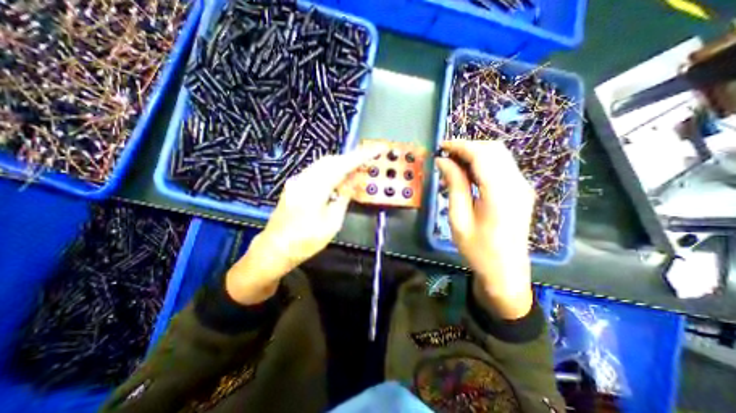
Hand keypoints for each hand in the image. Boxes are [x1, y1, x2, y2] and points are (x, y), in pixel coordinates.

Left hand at [226, 149, 378, 302]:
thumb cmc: (306, 241)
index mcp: (314, 189)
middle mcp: (304, 179)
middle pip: (331, 160)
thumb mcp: (331, 223)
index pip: (341, 165)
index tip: (375, 150)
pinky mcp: (295, 185)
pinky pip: (316, 171)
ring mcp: (297, 181)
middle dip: (350, 159)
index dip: (360, 157)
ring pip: (323, 164)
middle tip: (366, 162)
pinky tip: (338, 179)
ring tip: (355, 170)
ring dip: (341, 164)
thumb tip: (354, 180)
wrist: (275, 249)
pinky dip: (331, 171)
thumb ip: (343, 198)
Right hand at [436, 140, 535, 317]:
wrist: (506, 271)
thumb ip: (454, 186)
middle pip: (494, 150)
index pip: (482, 155)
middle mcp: (517, 184)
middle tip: (446, 156)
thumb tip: (443, 161)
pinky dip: (483, 163)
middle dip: (468, 147)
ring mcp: (522, 187)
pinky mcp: (521, 191)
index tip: (441, 147)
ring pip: (499, 155)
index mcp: (500, 193)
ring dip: (475, 154)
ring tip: (453, 164)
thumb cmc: (478, 249)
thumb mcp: (459, 219)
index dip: (460, 146)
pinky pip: (502, 166)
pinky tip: (468, 174)